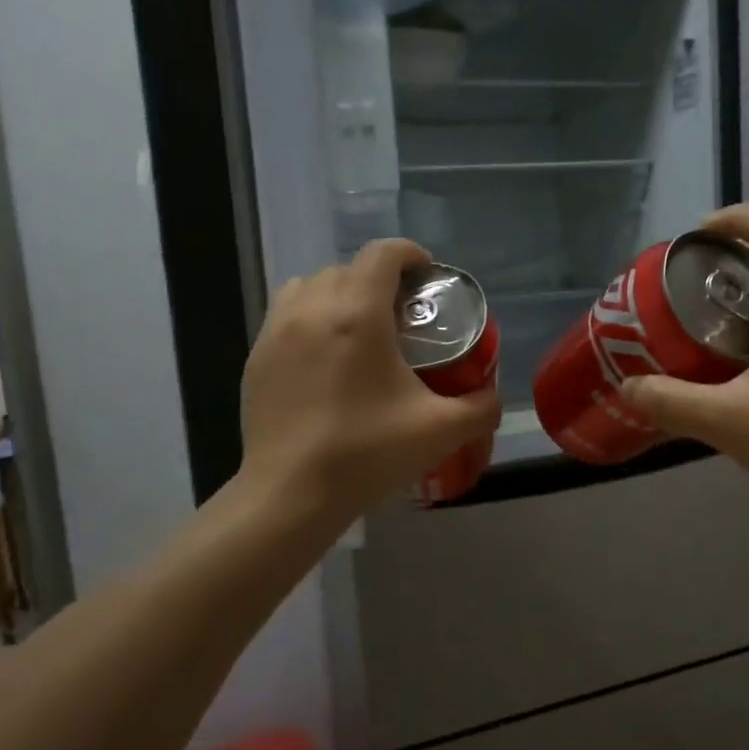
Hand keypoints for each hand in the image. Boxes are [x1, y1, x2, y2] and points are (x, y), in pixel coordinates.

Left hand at [238, 238, 500, 522]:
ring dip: (338, 293)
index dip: (410, 254)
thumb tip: (493, 396)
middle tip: (401, 315)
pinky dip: (309, 318)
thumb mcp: (441, 431)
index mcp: (358, 314)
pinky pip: (285, 315)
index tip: (427, 276)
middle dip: (378, 279)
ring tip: (358, 329)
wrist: (291, 495)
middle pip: (348, 268)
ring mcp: (276, 332)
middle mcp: (313, 309)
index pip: (382, 254)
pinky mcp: (255, 357)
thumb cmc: (367, 453)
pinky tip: (324, 359)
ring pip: (310, 286)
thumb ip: (481, 407)